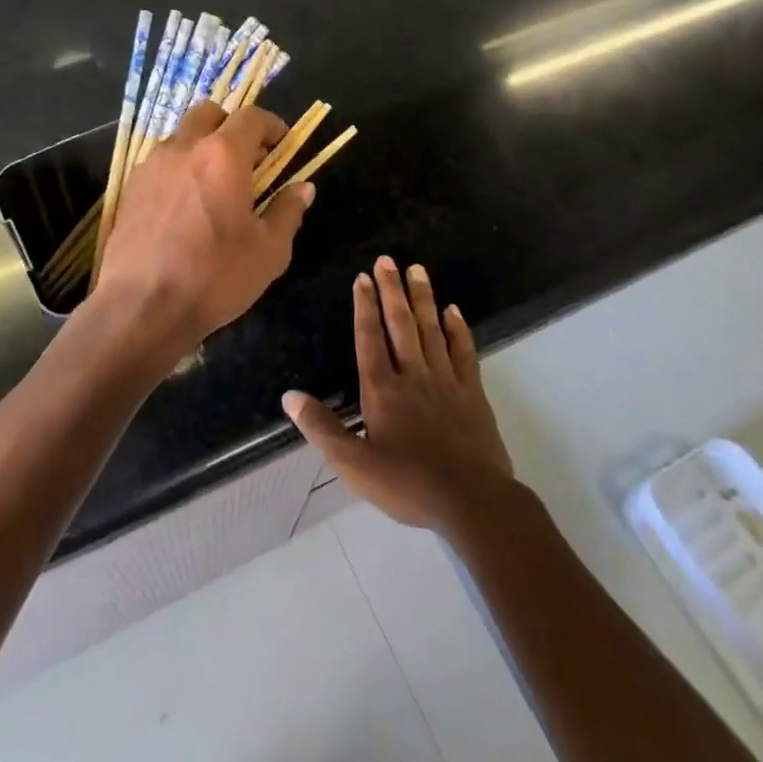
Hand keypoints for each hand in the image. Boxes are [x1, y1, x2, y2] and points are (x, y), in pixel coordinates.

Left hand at [94, 102, 314, 354]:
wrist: (141, 307)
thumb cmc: (214, 278)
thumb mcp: (269, 252)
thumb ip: (287, 212)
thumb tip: (302, 188)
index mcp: (222, 156)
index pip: (251, 117)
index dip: (271, 124)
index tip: (282, 143)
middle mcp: (183, 148)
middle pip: (209, 113)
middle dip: (232, 126)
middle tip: (248, 158)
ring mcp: (150, 167)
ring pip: (181, 137)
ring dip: (203, 147)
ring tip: (215, 184)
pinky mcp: (130, 189)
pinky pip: (160, 163)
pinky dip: (179, 169)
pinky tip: (186, 205)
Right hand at [283, 256, 514, 531]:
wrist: (472, 501)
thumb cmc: (408, 485)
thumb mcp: (354, 464)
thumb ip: (322, 428)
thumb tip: (289, 396)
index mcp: (382, 390)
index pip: (370, 338)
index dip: (364, 307)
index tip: (362, 278)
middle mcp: (413, 375)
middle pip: (401, 324)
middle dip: (392, 290)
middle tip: (387, 260)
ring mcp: (446, 381)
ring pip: (431, 330)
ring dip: (423, 298)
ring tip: (417, 270)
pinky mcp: (472, 393)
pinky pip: (464, 352)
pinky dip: (458, 330)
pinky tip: (453, 311)